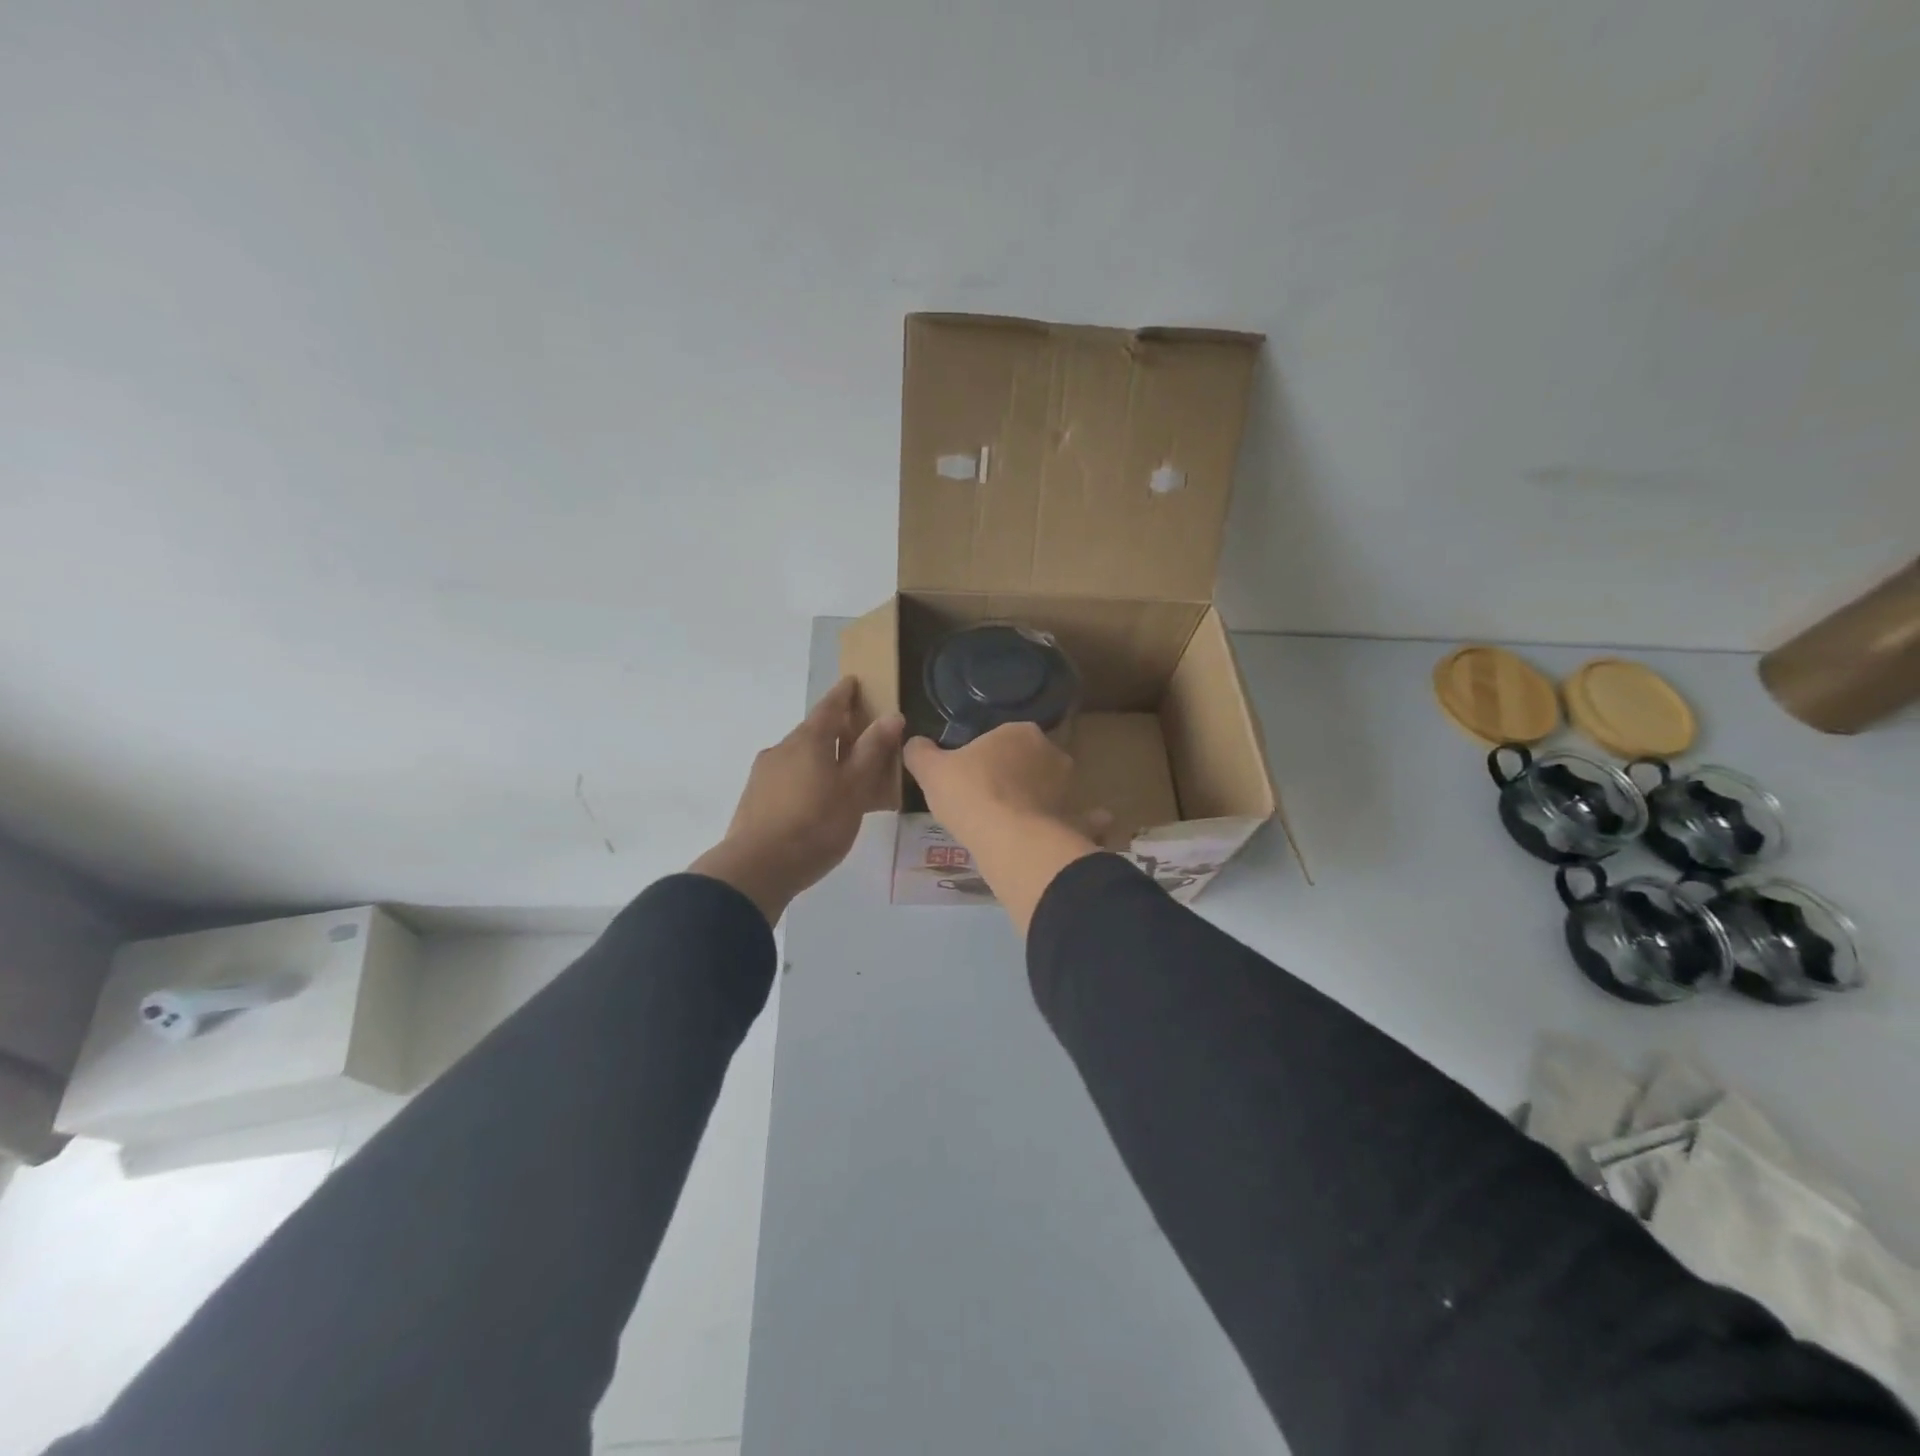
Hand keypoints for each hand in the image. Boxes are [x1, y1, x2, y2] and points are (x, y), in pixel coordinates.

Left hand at [690, 678, 903, 925]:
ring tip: (842, 776)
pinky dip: (806, 779)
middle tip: (859, 737)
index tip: (853, 682)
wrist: (758, 868)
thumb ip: (872, 751)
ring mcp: (763, 774)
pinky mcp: (755, 799)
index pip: (829, 707)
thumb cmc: (816, 824)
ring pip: (799, 757)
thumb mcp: (854, 788)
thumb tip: (891, 715)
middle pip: (812, 732)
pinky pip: (788, 778)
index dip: (844, 694)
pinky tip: (817, 801)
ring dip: (820, 758)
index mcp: (808, 740)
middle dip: (835, 730)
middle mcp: (781, 749)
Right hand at [902, 722, 1074, 843]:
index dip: (985, 756)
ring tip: (1017, 822)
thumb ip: (920, 753)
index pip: (1002, 737)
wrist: (1009, 839)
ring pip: (1053, 789)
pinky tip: (1076, 833)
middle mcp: (1051, 752)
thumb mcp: (931, 770)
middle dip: (1015, 776)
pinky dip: (1084, 822)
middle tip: (988, 800)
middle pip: (1029, 761)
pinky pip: (1082, 818)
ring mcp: (1069, 787)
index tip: (969, 776)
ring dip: (1043, 799)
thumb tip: (914, 744)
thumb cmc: (969, 794)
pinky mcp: (1076, 818)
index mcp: (1019, 732)